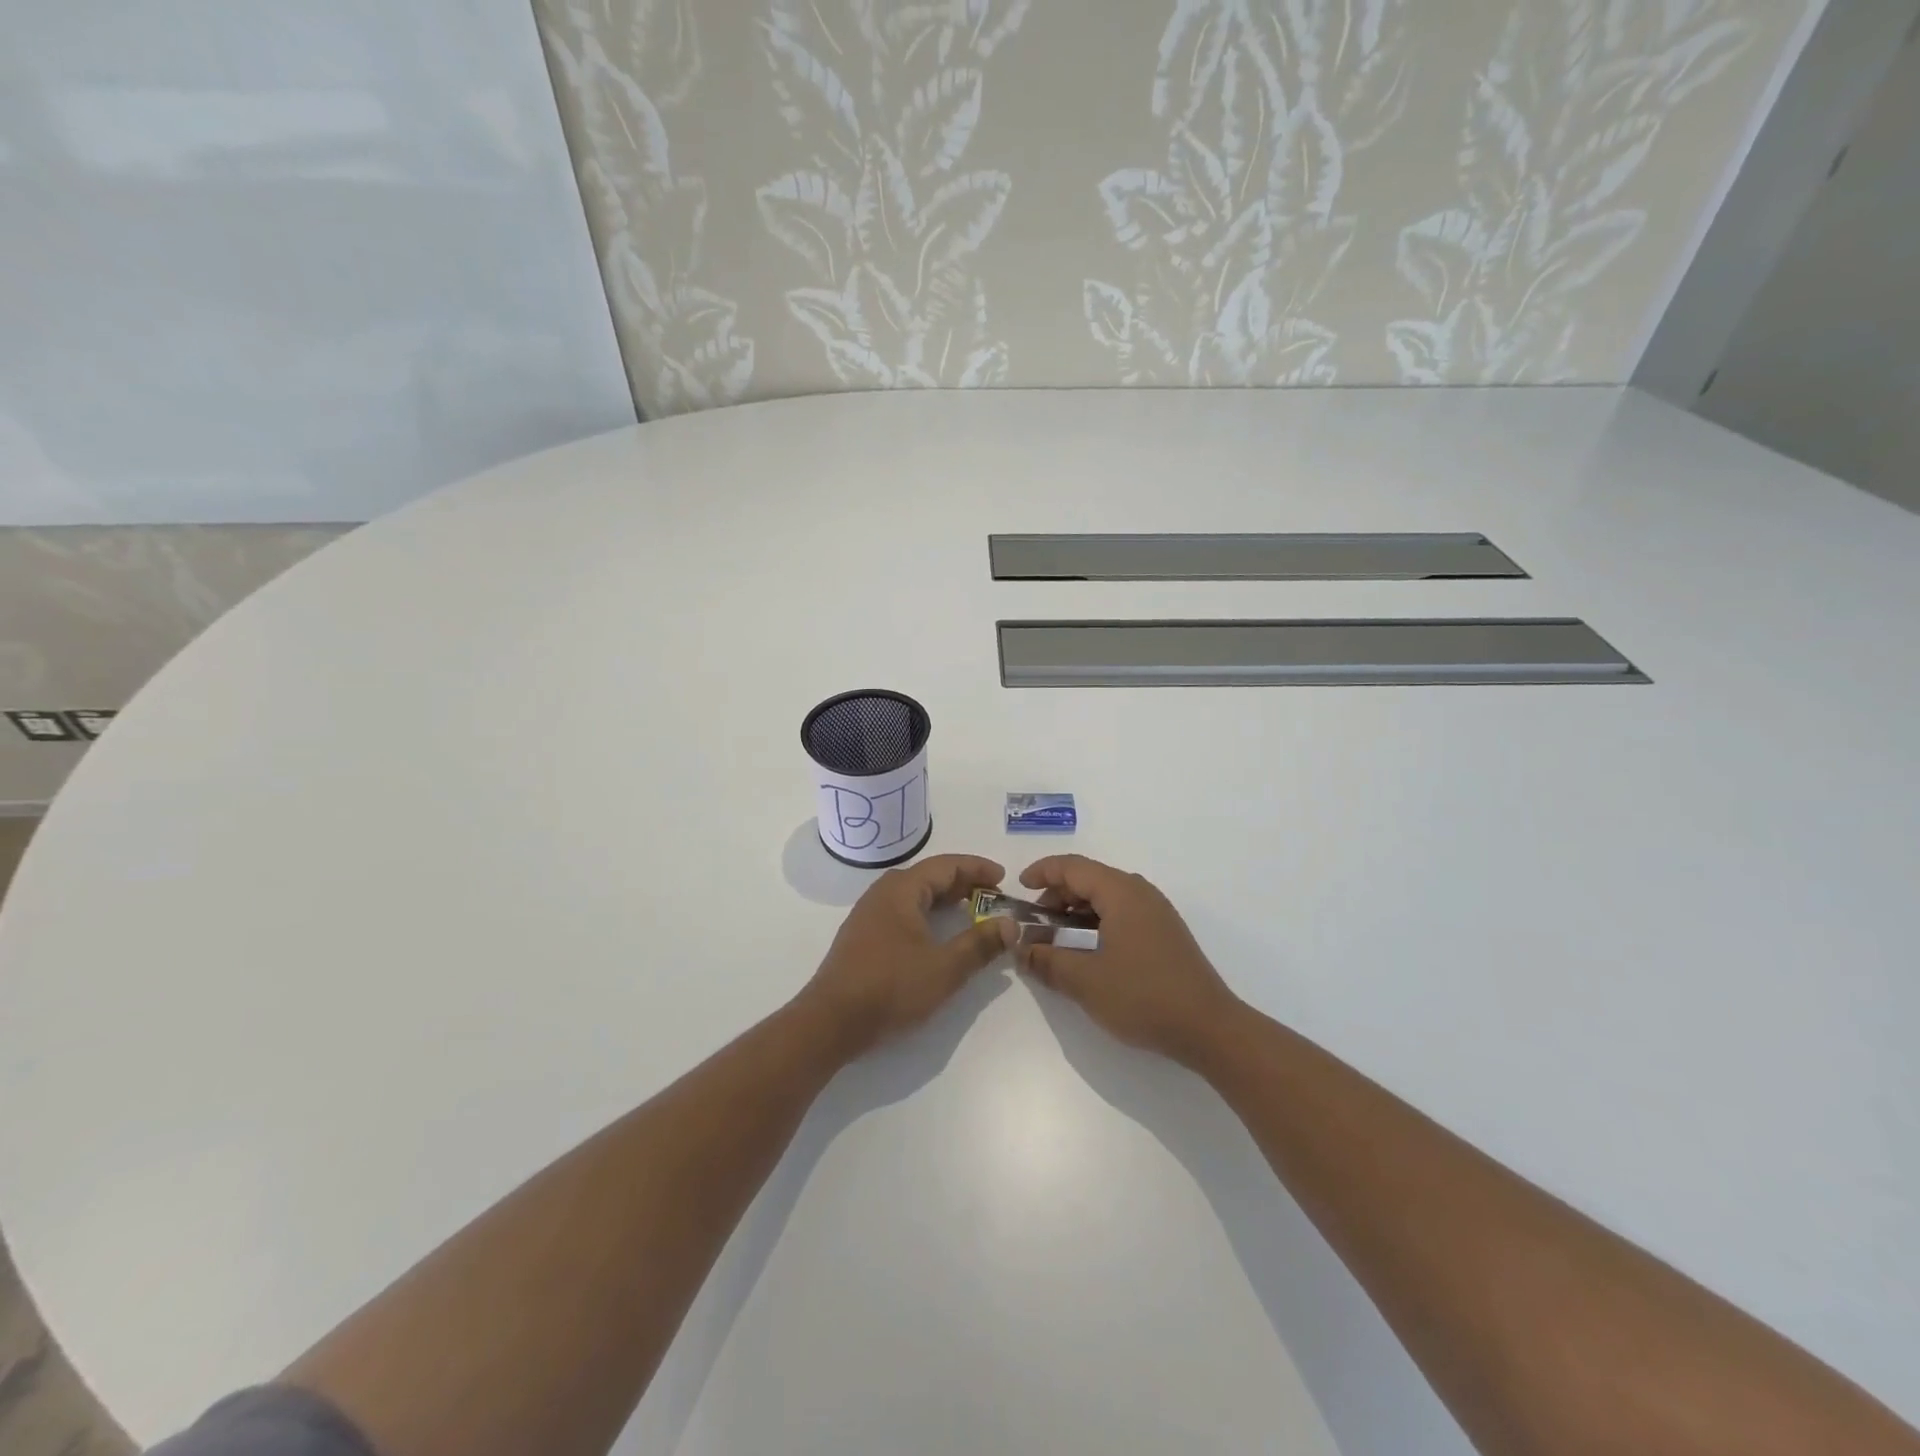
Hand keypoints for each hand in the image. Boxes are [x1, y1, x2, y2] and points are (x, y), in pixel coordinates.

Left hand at [801, 854, 1017, 1058]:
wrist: (831, 1022)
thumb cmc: (891, 987)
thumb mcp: (945, 968)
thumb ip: (980, 944)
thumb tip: (1010, 924)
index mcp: (902, 890)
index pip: (946, 865)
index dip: (977, 868)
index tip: (1004, 877)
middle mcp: (883, 893)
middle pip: (928, 876)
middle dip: (963, 882)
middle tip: (992, 895)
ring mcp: (869, 914)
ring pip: (914, 894)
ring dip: (944, 899)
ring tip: (971, 911)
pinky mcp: (863, 936)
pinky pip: (902, 911)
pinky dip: (927, 913)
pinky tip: (937, 934)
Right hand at [1017, 855, 1243, 1066]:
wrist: (1210, 1029)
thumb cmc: (1144, 997)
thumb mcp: (1085, 981)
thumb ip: (1047, 961)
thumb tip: (1021, 950)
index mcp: (1121, 892)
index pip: (1072, 866)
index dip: (1042, 872)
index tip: (1019, 890)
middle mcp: (1140, 893)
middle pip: (1089, 878)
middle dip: (1056, 895)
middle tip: (1034, 923)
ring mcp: (1156, 912)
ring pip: (1106, 897)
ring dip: (1076, 912)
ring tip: (1056, 940)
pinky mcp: (1164, 933)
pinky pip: (1121, 913)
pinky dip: (1096, 923)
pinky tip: (1087, 952)